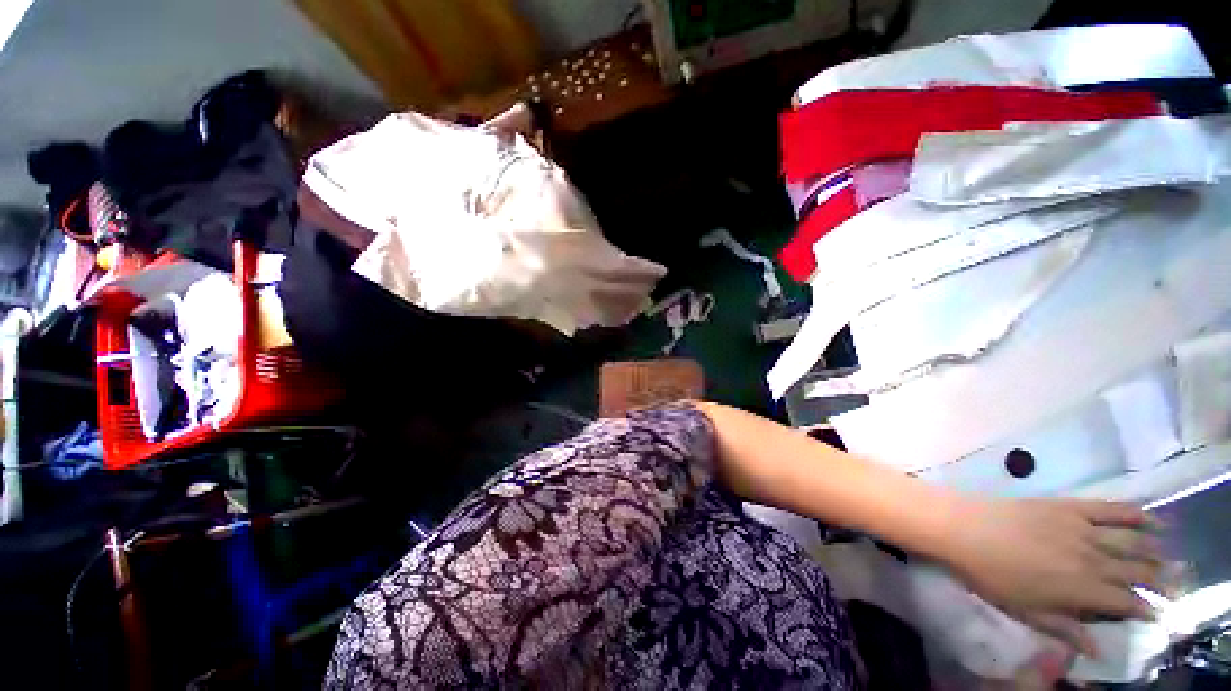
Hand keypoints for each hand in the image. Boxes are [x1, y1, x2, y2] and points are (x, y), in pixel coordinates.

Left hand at [939, 497, 1162, 655]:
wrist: (963, 527)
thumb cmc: (991, 575)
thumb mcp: (1026, 612)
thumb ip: (1064, 629)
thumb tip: (1097, 649)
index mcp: (1082, 589)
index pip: (1125, 602)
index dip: (1145, 608)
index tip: (1159, 613)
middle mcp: (1092, 559)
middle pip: (1136, 570)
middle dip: (1160, 580)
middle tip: (1177, 585)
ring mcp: (1083, 529)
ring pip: (1131, 540)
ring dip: (1155, 549)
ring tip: (1171, 555)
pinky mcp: (1070, 505)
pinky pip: (1110, 508)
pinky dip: (1135, 513)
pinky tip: (1151, 516)